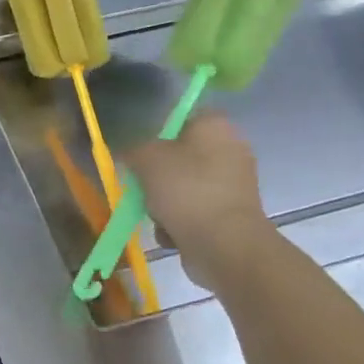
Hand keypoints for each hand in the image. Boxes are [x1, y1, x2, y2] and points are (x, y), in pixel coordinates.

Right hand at [125, 111, 273, 290]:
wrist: (224, 245)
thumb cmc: (186, 190)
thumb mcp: (145, 159)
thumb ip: (132, 149)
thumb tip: (129, 152)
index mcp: (216, 126)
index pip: (183, 117)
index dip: (159, 132)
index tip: (142, 151)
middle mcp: (231, 150)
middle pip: (180, 156)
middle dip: (157, 174)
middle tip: (142, 185)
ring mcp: (234, 185)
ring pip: (184, 186)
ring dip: (164, 202)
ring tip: (156, 215)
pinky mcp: (232, 216)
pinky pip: (195, 211)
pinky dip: (180, 222)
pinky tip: (171, 233)